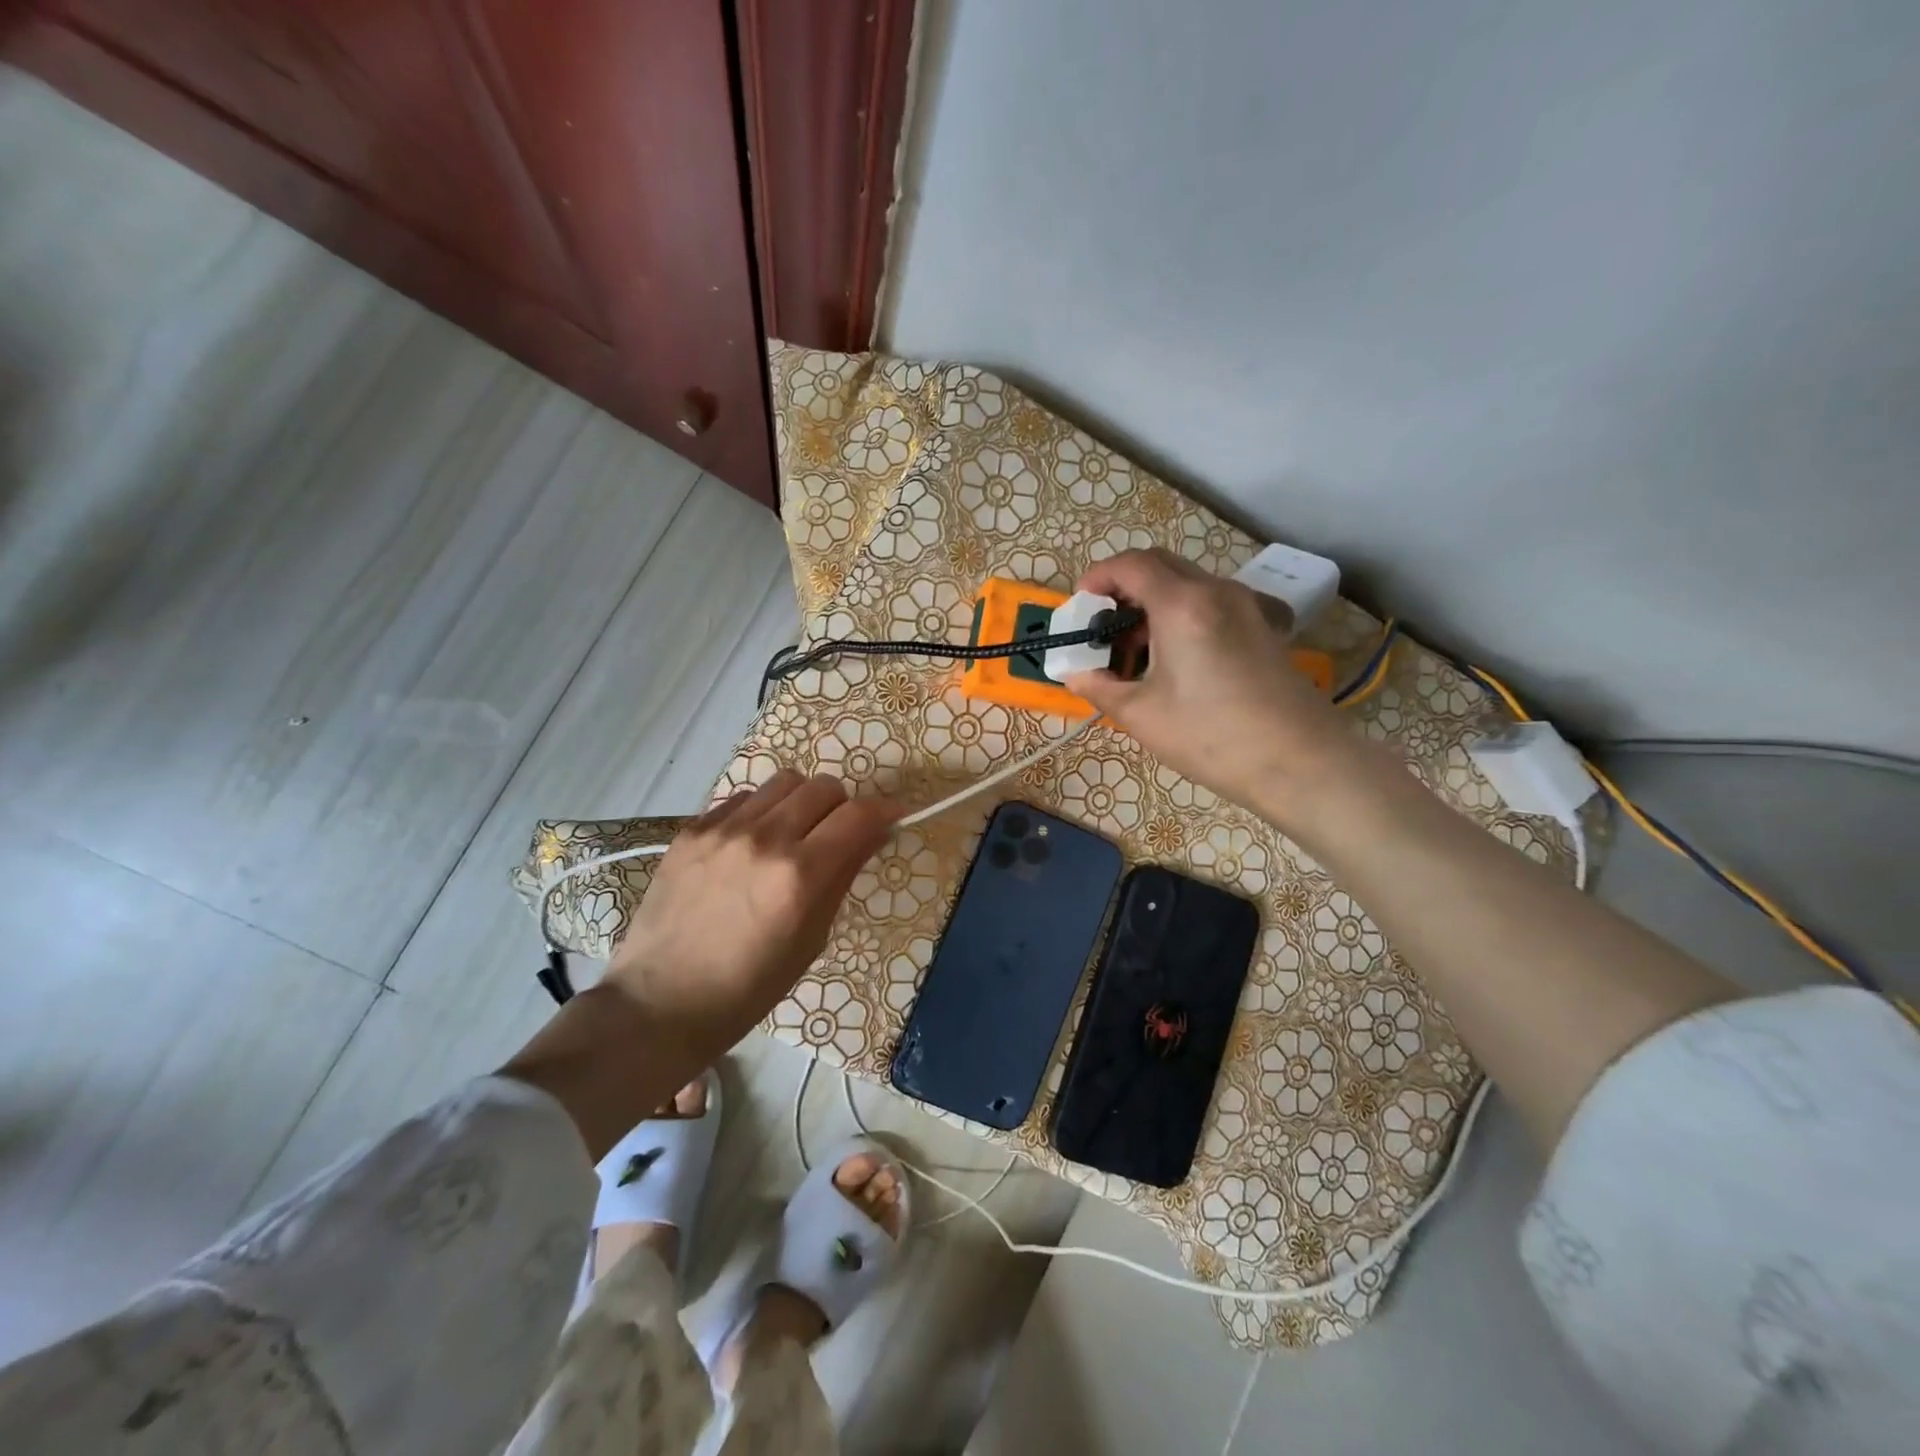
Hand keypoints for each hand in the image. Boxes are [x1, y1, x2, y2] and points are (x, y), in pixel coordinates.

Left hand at [604, 772, 901, 1049]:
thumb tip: (872, 835)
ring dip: (802, 801)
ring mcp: (722, 829)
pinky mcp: (691, 830)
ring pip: (784, 782)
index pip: (858, 815)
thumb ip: (842, 878)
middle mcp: (764, 838)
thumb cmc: (748, 988)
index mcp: (799, 875)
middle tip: (838, 834)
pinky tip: (752, 844)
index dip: (885, 811)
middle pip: (824, 787)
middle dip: (843, 806)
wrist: (660, 1003)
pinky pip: (742, 798)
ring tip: (794, 832)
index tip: (893, 817)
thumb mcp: (811, 940)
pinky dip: (761, 811)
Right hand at [1063, 549, 1355, 827]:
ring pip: (1188, 583)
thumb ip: (1100, 687)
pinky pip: (1211, 602)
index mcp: (1182, 604)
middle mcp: (1216, 591)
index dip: (1098, 577)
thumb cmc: (1212, 737)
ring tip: (1136, 649)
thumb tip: (1075, 674)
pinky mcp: (1263, 626)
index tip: (1080, 604)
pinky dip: (1182, 614)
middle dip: (1124, 587)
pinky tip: (1177, 658)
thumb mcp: (1142, 716)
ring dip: (1153, 602)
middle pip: (1161, 565)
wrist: (1300, 762)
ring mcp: (1246, 606)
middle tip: (1104, 627)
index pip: (1131, 564)